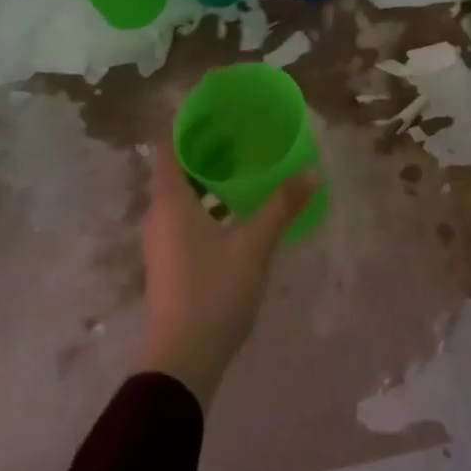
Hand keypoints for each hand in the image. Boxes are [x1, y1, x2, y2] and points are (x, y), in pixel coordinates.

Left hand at [140, 135, 317, 409]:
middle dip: (205, 149)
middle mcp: (158, 214)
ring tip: (242, 169)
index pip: (168, 144)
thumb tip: (311, 171)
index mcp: (170, 200)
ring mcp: (161, 240)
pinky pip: (184, 217)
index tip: (216, 110)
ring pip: (181, 195)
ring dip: (207, 179)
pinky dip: (206, 205)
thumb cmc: (213, 293)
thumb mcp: (254, 246)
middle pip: (176, 167)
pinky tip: (236, 213)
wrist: (181, 361)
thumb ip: (281, 206)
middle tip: (240, 135)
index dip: (188, 123)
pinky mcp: (168, 262)